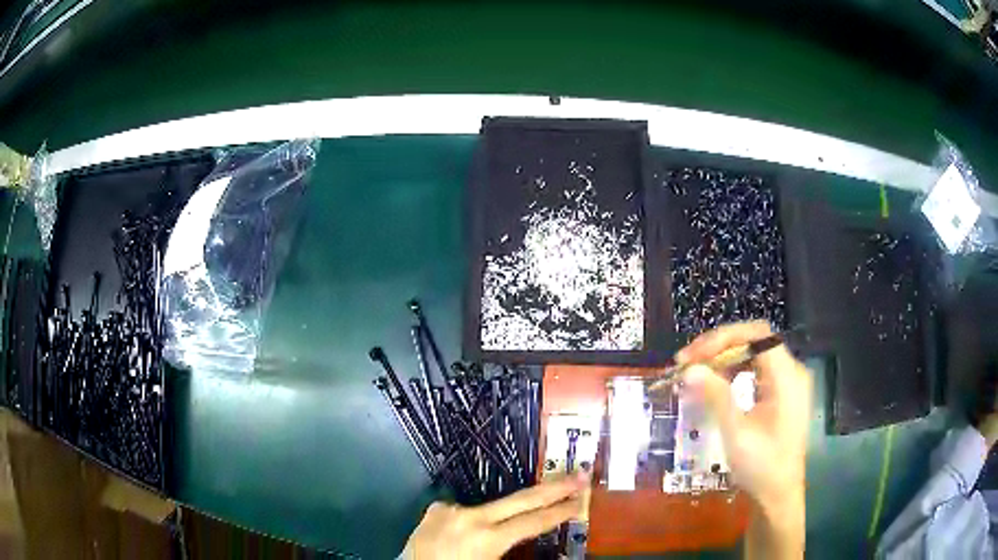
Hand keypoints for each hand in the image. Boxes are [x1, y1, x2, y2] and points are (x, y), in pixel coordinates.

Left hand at [401, 473, 587, 558]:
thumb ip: (510, 548)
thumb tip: (528, 531)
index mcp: (487, 538)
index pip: (534, 521)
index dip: (560, 511)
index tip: (581, 499)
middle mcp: (471, 517)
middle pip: (521, 499)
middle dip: (552, 488)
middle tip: (578, 475)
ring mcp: (451, 509)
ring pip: (489, 508)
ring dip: (503, 516)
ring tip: (493, 538)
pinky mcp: (435, 508)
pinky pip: (463, 512)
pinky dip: (471, 522)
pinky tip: (460, 538)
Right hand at [676, 321, 809, 557]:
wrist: (778, 495)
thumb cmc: (761, 466)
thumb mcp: (736, 433)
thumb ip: (716, 397)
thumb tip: (689, 369)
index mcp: (787, 377)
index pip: (757, 336)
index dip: (723, 339)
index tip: (692, 357)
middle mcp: (791, 372)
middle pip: (755, 341)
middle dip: (719, 348)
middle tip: (687, 363)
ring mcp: (788, 383)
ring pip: (754, 354)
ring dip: (724, 359)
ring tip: (695, 372)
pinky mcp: (781, 394)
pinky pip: (756, 371)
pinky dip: (733, 372)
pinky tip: (716, 384)